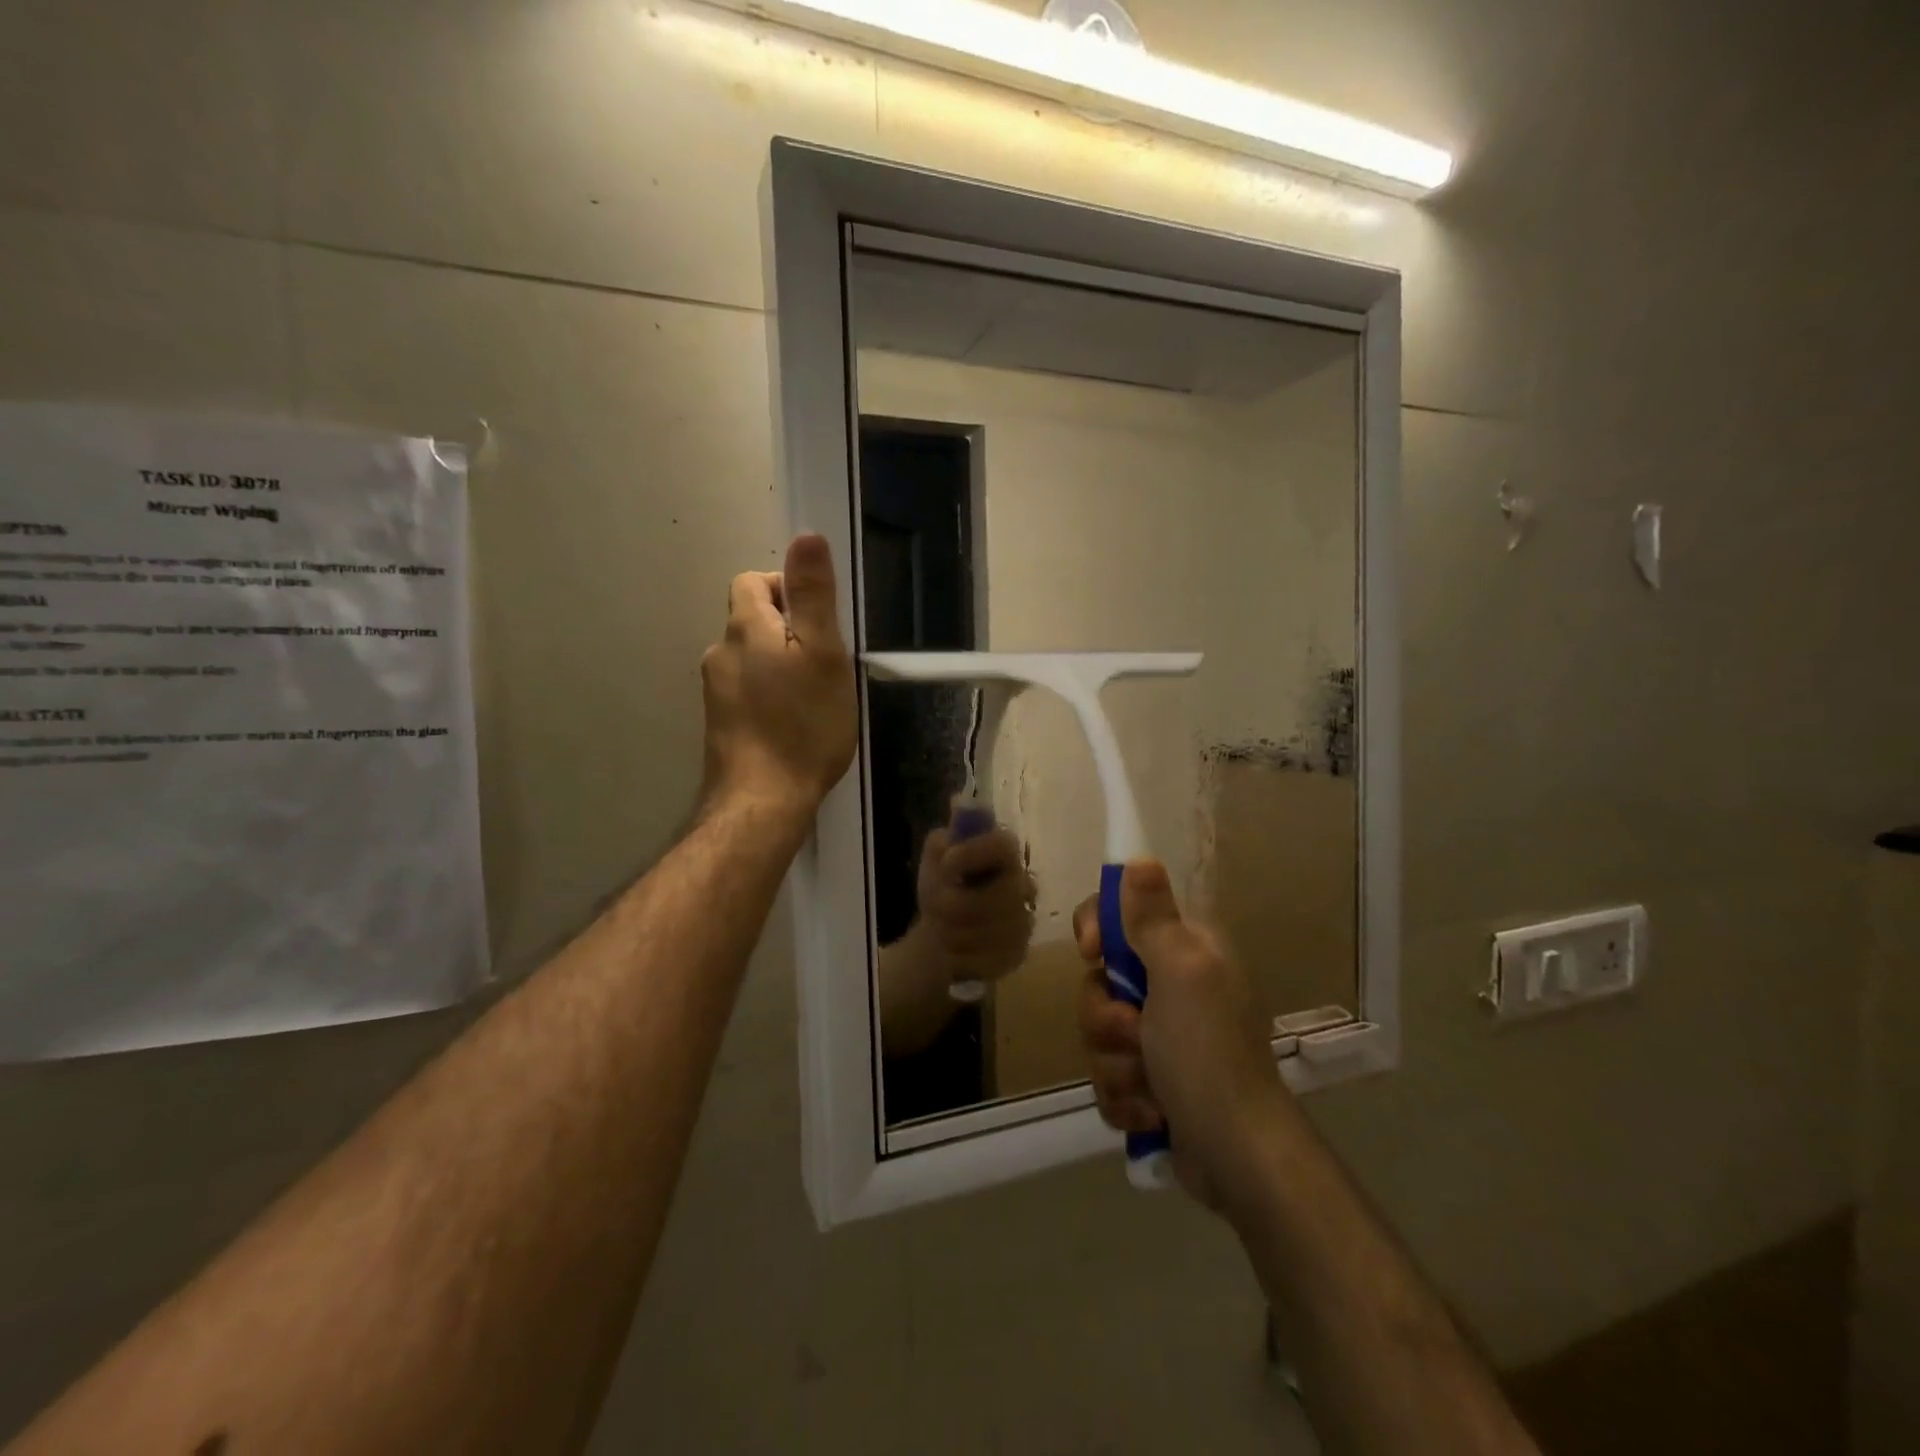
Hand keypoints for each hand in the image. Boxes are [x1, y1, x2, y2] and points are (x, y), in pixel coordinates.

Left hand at [701, 534, 856, 817]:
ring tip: (813, 695)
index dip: (786, 588)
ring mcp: (715, 692)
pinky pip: (746, 691)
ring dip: (779, 664)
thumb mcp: (822, 653)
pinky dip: (769, 694)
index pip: (752, 582)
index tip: (819, 621)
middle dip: (787, 630)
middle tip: (825, 662)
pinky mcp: (720, 724)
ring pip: (750, 659)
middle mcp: (720, 653)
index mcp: (745, 628)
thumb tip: (806, 535)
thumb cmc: (803, 724)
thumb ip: (813, 595)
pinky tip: (792, 723)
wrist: (763, 799)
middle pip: (751, 621)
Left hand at [912, 820, 1035, 985]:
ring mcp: (1024, 920)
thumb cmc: (943, 883)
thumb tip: (958, 802)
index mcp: (1004, 851)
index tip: (947, 865)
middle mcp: (1023, 883)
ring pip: (992, 933)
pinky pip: (991, 960)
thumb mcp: (936, 855)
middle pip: (999, 898)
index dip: (974, 854)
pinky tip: (954, 951)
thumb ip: (948, 837)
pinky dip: (964, 958)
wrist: (942, 928)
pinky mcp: (1019, 953)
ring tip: (941, 930)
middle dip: (956, 906)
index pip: (1004, 846)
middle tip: (935, 907)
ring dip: (955, 934)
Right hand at [1073, 861, 1286, 1207]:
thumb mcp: (1181, 972)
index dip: (1098, 930)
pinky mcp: (1151, 1081)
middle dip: (1106, 1017)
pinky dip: (1123, 1098)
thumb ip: (1152, 918)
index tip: (1094, 954)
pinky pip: (1107, 1074)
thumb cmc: (1208, 1052)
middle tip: (1135, 1034)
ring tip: (1149, 1088)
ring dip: (1115, 1064)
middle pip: (1099, 979)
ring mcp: (1161, 1036)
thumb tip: (1139, 859)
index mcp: (1185, 950)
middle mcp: (1173, 986)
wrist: (1236, 1155)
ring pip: (1098, 1032)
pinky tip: (1150, 1115)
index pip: (1122, 913)